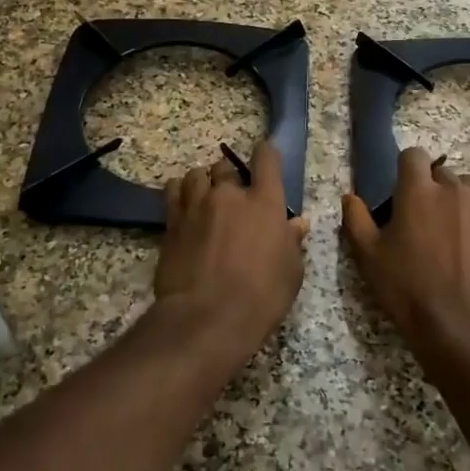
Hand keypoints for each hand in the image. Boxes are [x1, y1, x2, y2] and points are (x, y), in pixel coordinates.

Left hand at [156, 142, 307, 354]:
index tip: (266, 157)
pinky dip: (180, 192)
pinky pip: (173, 192)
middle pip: (226, 166)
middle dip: (231, 176)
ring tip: (205, 196)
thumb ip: (292, 242)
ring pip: (196, 175)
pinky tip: (184, 204)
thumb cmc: (261, 296)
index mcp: (265, 202)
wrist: (207, 317)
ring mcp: (197, 206)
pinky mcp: (172, 222)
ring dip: (204, 181)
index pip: (266, 159)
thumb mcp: (291, 272)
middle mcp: (229, 195)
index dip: (266, 154)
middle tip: (234, 196)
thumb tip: (297, 224)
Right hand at [341, 148, 469, 360]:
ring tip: (452, 222)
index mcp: (416, 191)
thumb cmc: (408, 288)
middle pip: (441, 171)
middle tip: (422, 218)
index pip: (413, 156)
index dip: (405, 169)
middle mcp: (452, 188)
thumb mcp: (368, 256)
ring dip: (460, 194)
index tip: (400, 192)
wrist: (460, 324)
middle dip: (430, 187)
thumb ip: (356, 220)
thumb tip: (351, 196)